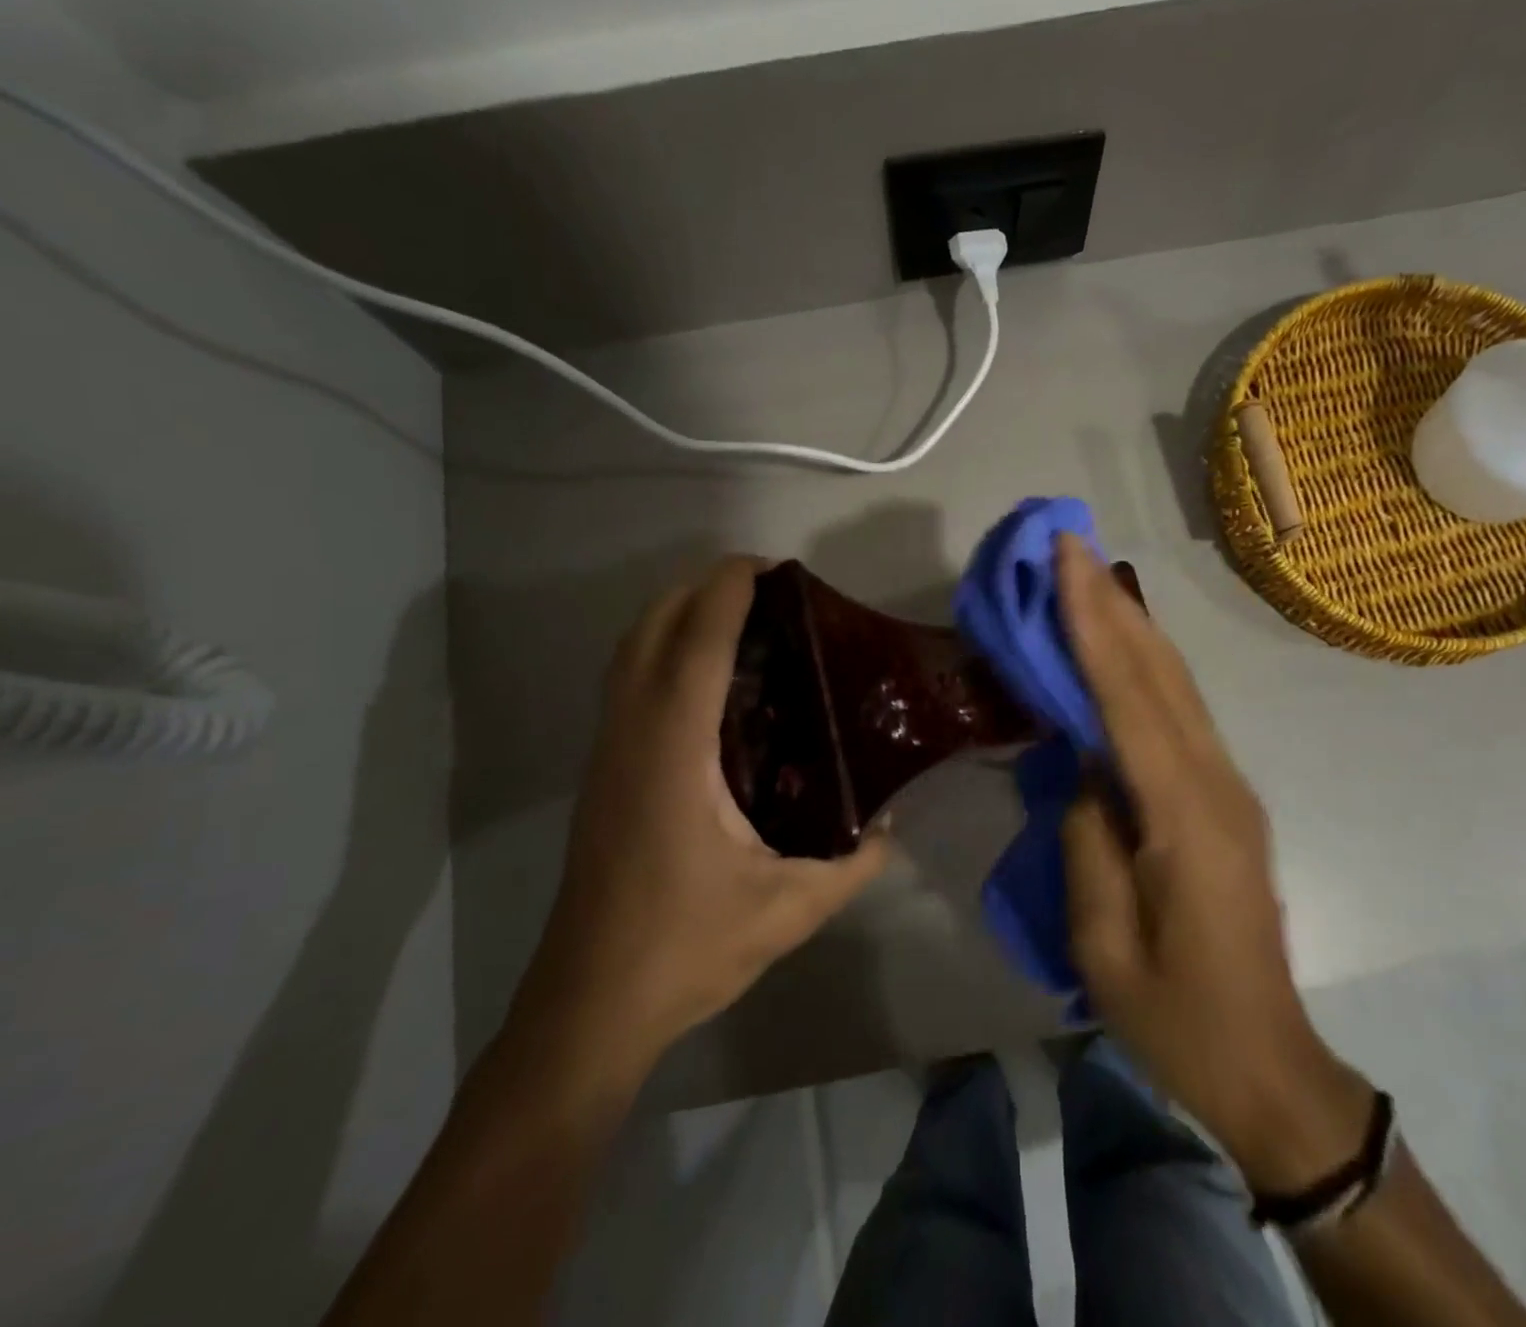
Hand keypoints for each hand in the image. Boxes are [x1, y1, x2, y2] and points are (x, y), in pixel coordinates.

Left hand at [512, 557, 890, 1091]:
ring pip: (629, 653)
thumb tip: (891, 827)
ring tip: (738, 617)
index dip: (728, 593)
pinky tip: (707, 680)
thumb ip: (853, 863)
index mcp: (674, 754)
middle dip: (699, 589)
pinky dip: (661, 651)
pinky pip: (627, 682)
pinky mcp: (603, 772)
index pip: (697, 646)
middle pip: (650, 630)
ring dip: (675, 615)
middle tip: (764, 589)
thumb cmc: (686, 949)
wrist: (590, 1005)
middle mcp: (632, 737)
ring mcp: (608, 753)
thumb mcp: (790, 909)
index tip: (767, 566)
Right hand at [1055, 535, 1370, 1191]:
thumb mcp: (1104, 944)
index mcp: (1184, 817)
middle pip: (1159, 673)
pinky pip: (1179, 715)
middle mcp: (1216, 782)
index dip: (1092, 623)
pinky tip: (1119, 648)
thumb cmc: (1177, 1017)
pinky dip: (1144, 668)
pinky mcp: (1225, 798)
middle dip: (1111, 602)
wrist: (1269, 1063)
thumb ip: (1088, 839)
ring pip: (1176, 685)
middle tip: (1068, 546)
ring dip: (1130, 626)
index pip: (1127, 698)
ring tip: (1087, 578)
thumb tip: (1083, 765)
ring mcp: (1229, 787)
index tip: (1065, 560)